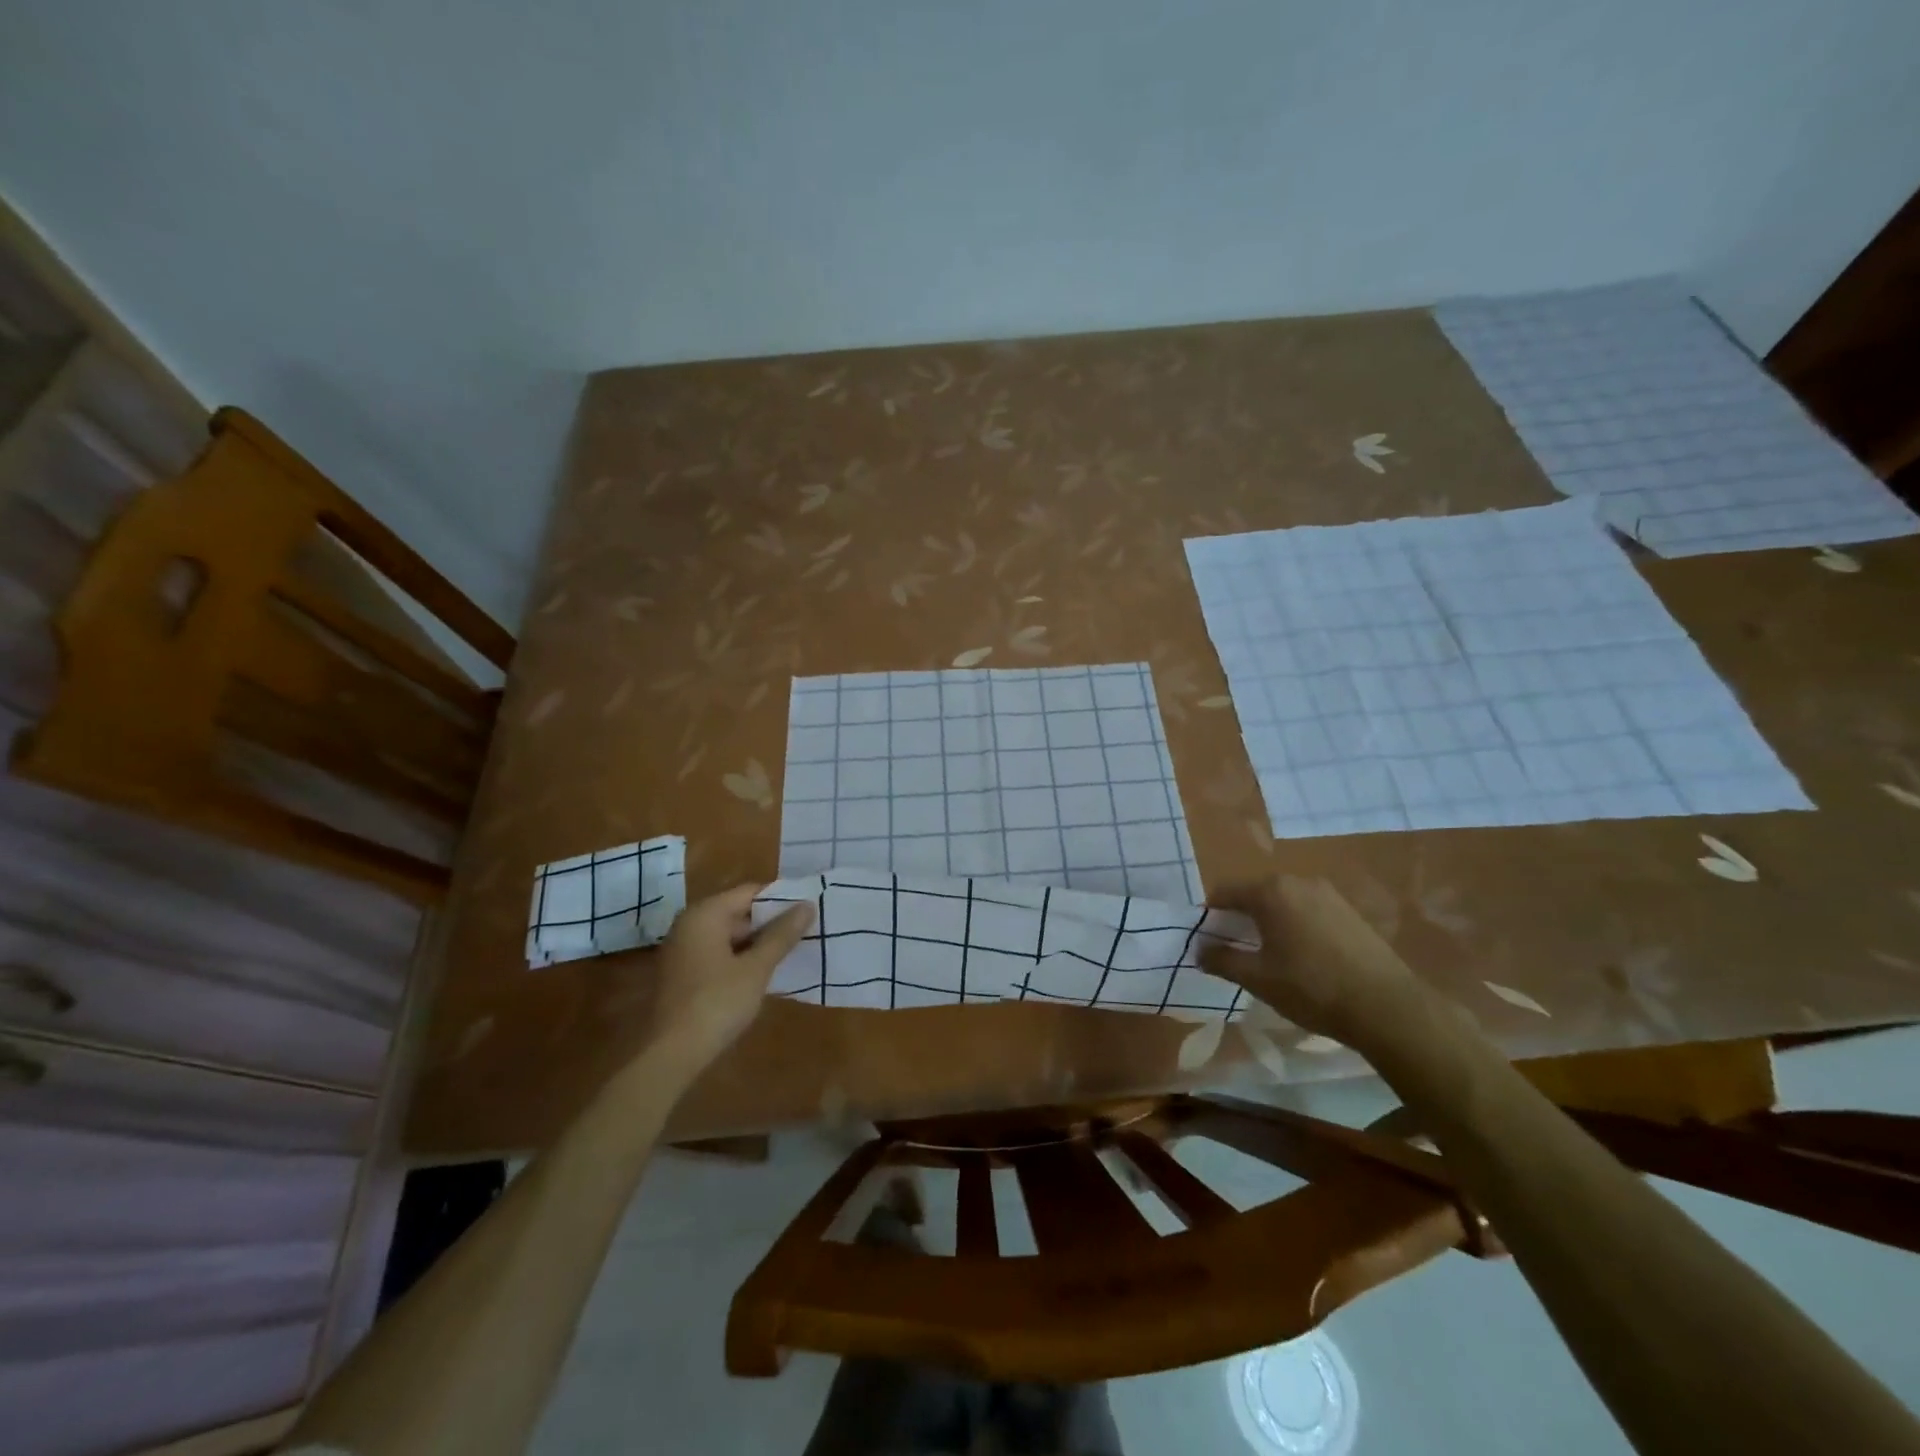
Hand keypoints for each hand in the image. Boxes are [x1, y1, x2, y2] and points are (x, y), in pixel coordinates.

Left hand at [652, 884, 814, 1069]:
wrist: (671, 1055)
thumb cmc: (717, 1003)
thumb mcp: (757, 968)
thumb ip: (782, 935)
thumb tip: (807, 905)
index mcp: (705, 914)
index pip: (750, 892)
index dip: (780, 899)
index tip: (808, 908)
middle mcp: (689, 924)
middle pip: (738, 911)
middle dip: (770, 922)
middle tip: (805, 931)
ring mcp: (682, 949)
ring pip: (729, 935)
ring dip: (757, 942)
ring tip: (791, 950)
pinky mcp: (682, 973)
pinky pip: (717, 953)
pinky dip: (740, 957)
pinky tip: (763, 972)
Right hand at [1200, 874, 1438, 1053]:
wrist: (1387, 1007)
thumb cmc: (1312, 988)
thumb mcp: (1258, 979)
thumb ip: (1222, 960)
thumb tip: (1200, 950)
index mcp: (1271, 891)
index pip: (1225, 892)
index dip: (1210, 916)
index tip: (1207, 941)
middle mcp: (1298, 882)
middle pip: (1255, 894)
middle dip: (1240, 918)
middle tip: (1236, 950)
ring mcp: (1328, 894)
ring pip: (1283, 902)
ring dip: (1269, 922)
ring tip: (1269, 956)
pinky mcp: (1350, 911)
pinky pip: (1308, 910)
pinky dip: (1295, 926)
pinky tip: (1302, 957)